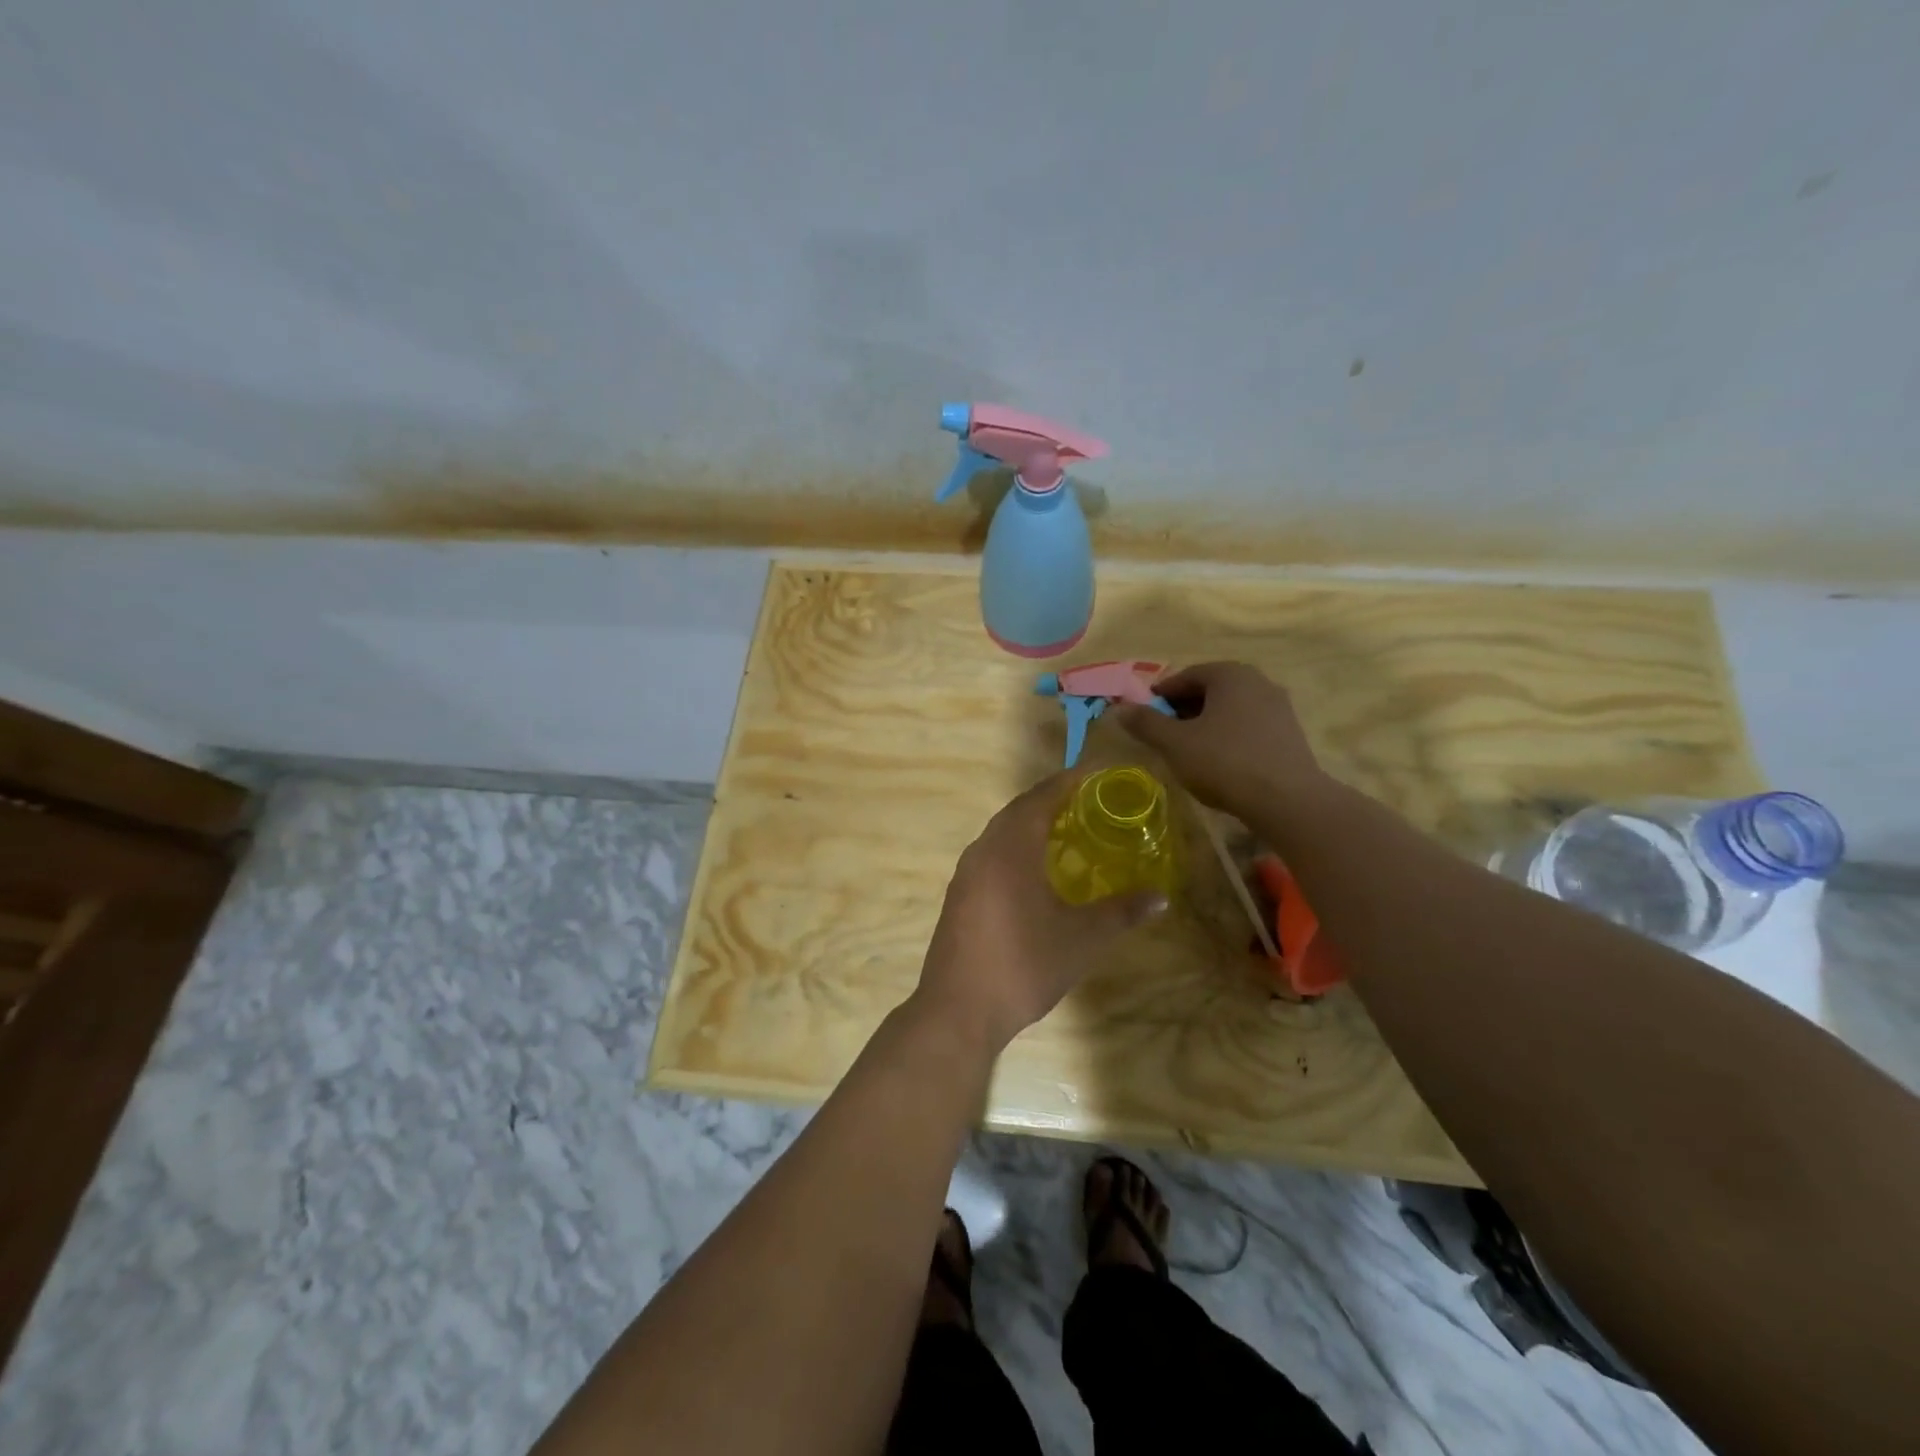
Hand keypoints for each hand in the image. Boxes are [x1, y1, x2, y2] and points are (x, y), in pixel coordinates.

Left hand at [913, 771, 1167, 1054]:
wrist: (959, 1009)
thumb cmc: (1024, 965)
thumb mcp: (1083, 939)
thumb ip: (1122, 912)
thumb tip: (1160, 896)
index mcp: (1011, 847)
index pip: (1041, 797)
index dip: (1068, 782)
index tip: (1095, 774)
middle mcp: (983, 849)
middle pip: (1018, 810)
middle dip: (1051, 800)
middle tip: (1087, 802)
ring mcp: (966, 873)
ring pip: (1000, 832)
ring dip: (1030, 824)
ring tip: (1065, 832)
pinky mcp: (959, 895)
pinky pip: (990, 854)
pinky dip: (1014, 848)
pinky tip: (1033, 872)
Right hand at [1112, 661, 1326, 818]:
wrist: (1287, 800)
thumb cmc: (1224, 762)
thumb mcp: (1175, 743)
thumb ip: (1146, 723)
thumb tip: (1120, 708)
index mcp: (1230, 674)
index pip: (1186, 675)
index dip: (1161, 694)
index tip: (1145, 715)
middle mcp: (1258, 681)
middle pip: (1211, 689)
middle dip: (1184, 708)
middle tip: (1164, 732)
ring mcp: (1278, 706)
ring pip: (1231, 708)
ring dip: (1207, 722)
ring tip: (1189, 749)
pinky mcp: (1290, 733)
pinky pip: (1249, 725)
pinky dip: (1229, 735)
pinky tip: (1219, 760)